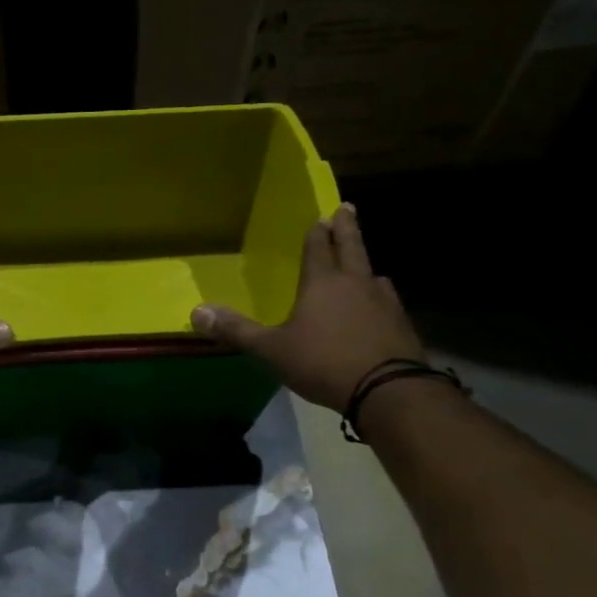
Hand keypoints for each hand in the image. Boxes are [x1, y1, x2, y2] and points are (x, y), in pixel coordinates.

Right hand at [192, 203, 423, 412]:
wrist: (385, 388)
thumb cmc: (322, 363)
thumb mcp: (271, 350)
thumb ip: (236, 330)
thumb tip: (196, 311)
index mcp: (322, 282)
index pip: (318, 247)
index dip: (316, 232)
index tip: (320, 217)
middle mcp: (355, 282)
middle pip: (351, 246)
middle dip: (346, 227)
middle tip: (346, 208)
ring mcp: (383, 300)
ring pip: (372, 273)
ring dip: (364, 264)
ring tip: (361, 264)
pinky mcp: (401, 322)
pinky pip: (386, 300)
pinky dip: (378, 296)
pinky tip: (377, 306)